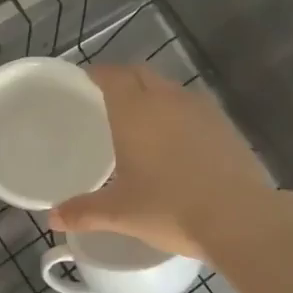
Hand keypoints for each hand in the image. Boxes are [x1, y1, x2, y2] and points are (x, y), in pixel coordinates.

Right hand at [50, 65, 278, 260]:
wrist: (240, 218)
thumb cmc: (170, 208)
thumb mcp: (120, 213)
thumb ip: (83, 211)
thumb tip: (52, 219)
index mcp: (135, 111)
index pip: (112, 75)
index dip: (97, 74)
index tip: (85, 81)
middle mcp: (166, 99)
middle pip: (140, 74)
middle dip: (123, 79)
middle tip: (107, 98)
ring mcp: (200, 109)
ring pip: (169, 88)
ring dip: (152, 94)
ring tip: (142, 119)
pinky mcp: (225, 124)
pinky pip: (193, 106)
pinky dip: (178, 112)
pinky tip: (177, 139)